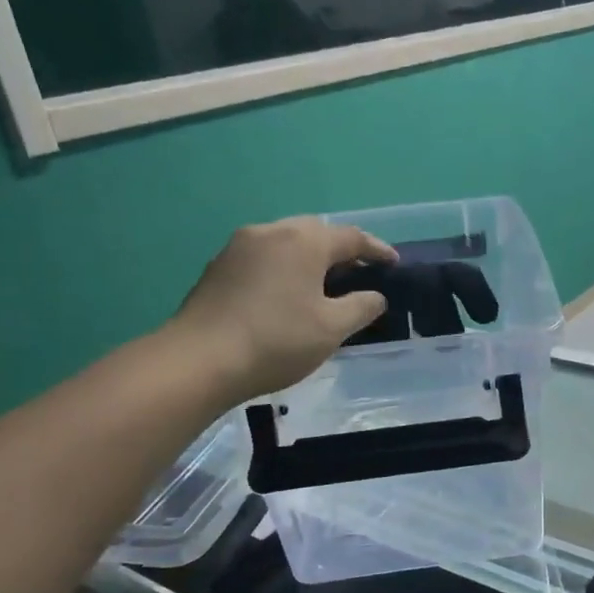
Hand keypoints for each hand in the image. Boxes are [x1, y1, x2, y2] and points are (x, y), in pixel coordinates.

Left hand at [170, 217, 395, 400]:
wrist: (199, 360)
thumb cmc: (276, 340)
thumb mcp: (332, 328)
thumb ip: (361, 307)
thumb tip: (375, 296)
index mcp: (304, 241)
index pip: (351, 237)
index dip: (377, 250)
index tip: (394, 263)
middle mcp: (271, 232)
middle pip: (316, 232)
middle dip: (341, 250)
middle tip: (358, 274)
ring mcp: (239, 247)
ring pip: (286, 243)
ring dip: (310, 259)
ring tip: (324, 285)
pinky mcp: (219, 267)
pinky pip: (264, 258)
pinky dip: (284, 269)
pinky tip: (287, 295)